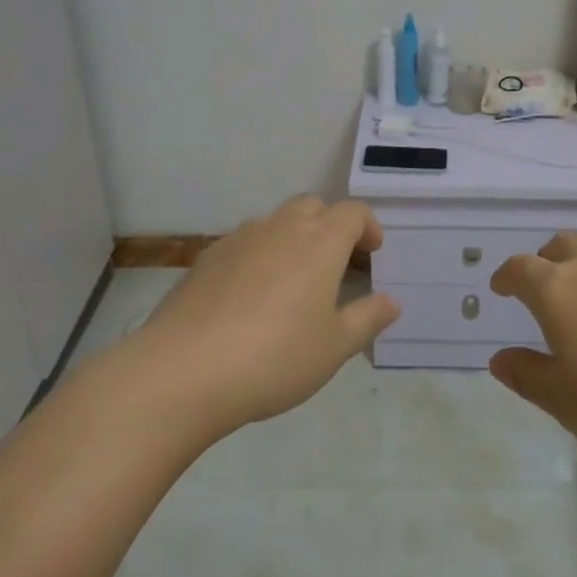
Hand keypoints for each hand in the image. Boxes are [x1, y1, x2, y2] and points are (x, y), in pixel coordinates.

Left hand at [133, 196, 399, 436]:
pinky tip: (251, 296)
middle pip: (312, 206)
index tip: (372, 252)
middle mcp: (281, 228)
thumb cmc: (275, 358)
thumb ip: (367, 319)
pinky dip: (259, 255)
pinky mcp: (206, 257)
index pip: (352, 212)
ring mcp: (239, 239)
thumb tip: (392, 301)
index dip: (367, 226)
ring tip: (293, 280)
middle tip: (336, 263)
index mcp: (320, 242)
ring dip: (293, 237)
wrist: (183, 370)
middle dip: (330, 225)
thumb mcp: (334, 348)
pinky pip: (244, 243)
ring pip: (275, 221)